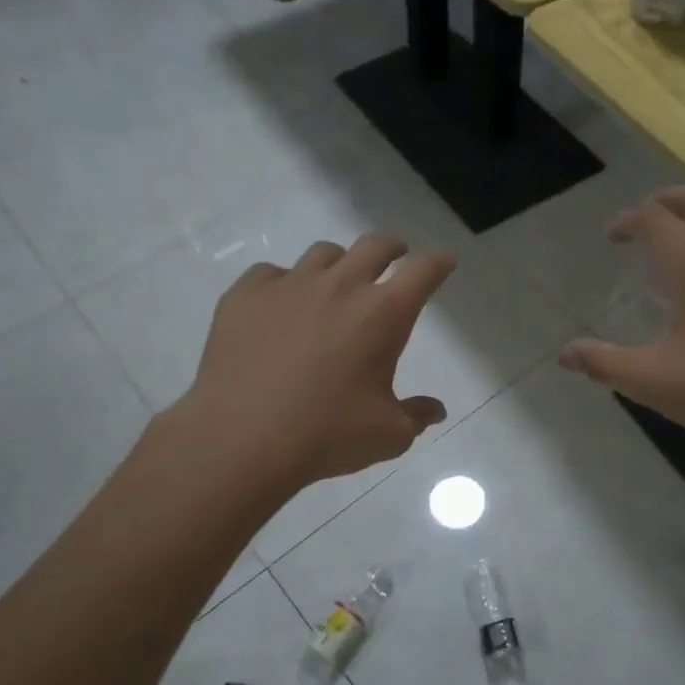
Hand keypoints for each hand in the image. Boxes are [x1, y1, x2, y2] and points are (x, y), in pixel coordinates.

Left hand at [180, 233, 455, 494]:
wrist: (240, 439)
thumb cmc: (326, 436)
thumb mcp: (387, 435)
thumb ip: (416, 416)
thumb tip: (436, 410)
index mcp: (383, 314)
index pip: (423, 271)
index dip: (439, 262)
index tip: (444, 262)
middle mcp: (340, 286)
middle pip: (375, 245)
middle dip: (393, 248)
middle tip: (396, 257)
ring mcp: (289, 285)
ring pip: (324, 254)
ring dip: (340, 265)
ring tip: (335, 286)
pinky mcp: (245, 294)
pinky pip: (272, 273)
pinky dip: (285, 285)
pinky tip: (280, 309)